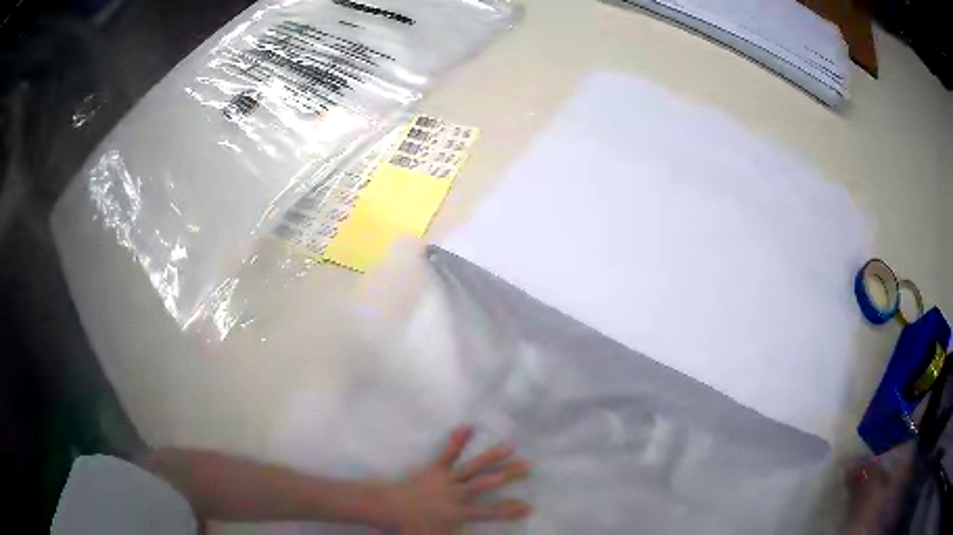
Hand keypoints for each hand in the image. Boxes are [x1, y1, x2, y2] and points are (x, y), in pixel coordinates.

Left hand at [378, 426, 531, 533]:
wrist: (386, 508)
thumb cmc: (409, 527)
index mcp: (458, 513)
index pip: (490, 512)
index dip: (510, 510)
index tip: (530, 506)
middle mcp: (456, 494)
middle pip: (486, 483)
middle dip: (508, 474)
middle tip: (528, 465)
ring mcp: (445, 479)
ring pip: (473, 466)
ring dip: (492, 456)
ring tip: (510, 445)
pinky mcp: (434, 469)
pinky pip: (448, 453)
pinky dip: (457, 440)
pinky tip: (467, 425)